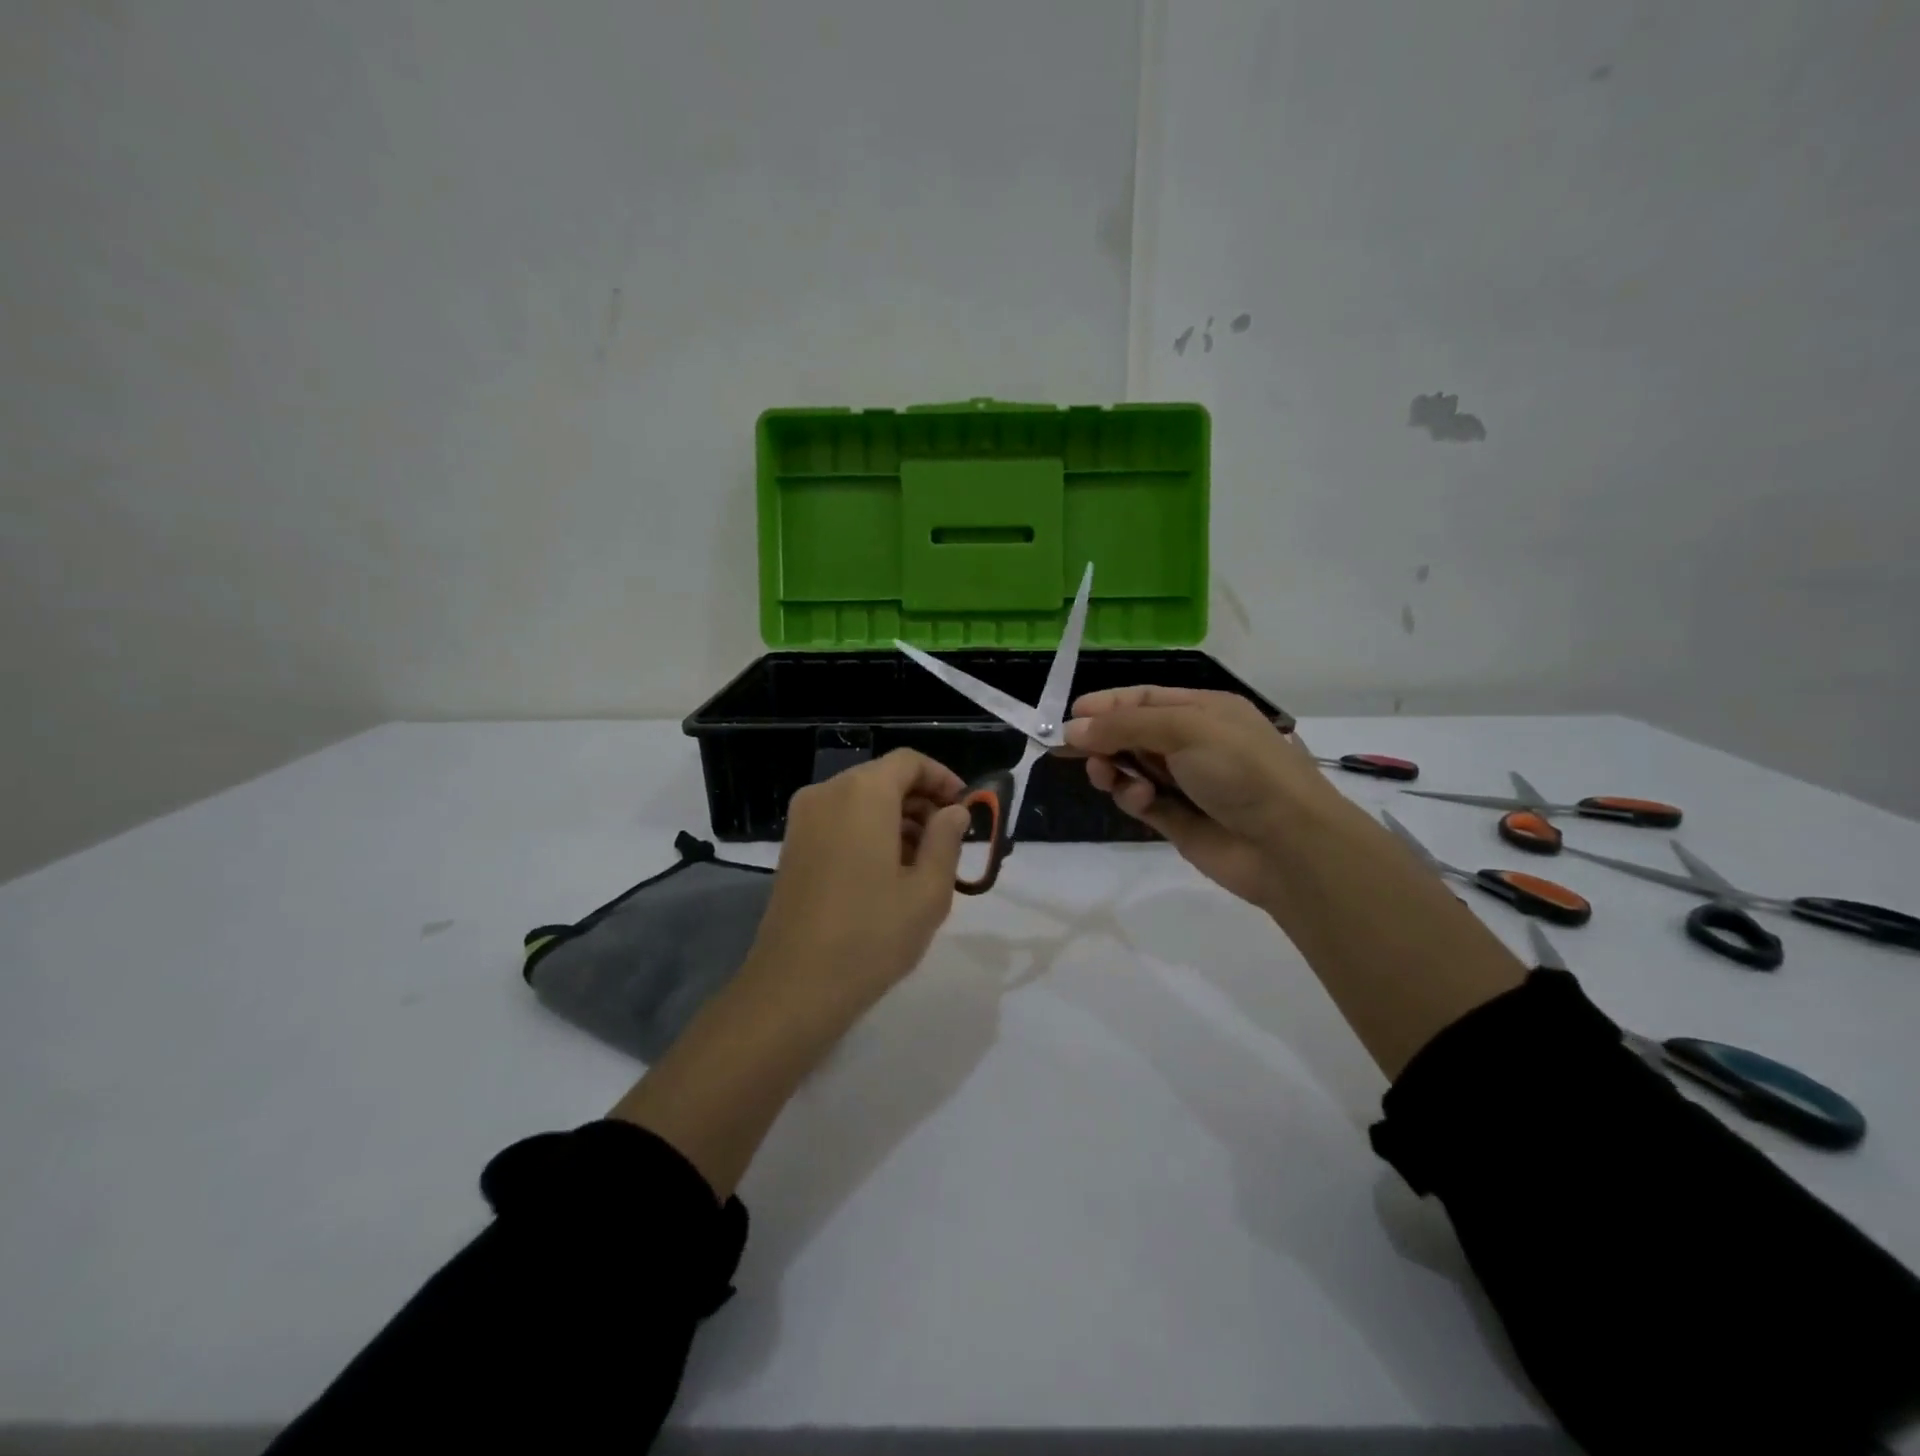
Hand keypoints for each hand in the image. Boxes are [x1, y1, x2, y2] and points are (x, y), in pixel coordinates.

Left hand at [744, 749, 971, 1012]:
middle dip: (921, 800)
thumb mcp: (928, 891)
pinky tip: (888, 871)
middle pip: (883, 778)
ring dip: (896, 817)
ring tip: (923, 861)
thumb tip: (955, 811)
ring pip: (860, 800)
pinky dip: (868, 830)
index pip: (909, 762)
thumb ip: (947, 840)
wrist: (794, 987)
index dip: (942, 779)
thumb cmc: (871, 936)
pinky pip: (839, 820)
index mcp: (862, 794)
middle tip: (950, 839)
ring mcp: (803, 820)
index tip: (966, 808)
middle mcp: (827, 794)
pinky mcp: (792, 846)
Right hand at [1064, 686, 1341, 912]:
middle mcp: (1194, 743)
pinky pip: (1142, 802)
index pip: (1145, 699)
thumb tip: (1073, 728)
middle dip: (1103, 739)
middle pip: (1133, 734)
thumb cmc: (1241, 769)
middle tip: (1072, 751)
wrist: (1288, 844)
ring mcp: (1186, 783)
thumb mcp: (1184, 729)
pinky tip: (1140, 800)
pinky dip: (1133, 798)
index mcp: (1204, 710)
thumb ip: (1125, 726)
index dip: (1107, 704)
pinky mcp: (1178, 820)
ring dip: (1113, 769)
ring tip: (1105, 776)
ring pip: (1132, 769)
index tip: (1070, 714)